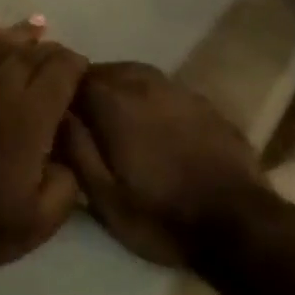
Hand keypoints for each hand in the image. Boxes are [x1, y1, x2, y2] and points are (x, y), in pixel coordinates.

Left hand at [0, 20, 88, 292]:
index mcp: (29, 115)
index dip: (76, 66)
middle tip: (62, 53)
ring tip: (38, 25)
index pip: (61, 73)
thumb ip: (65, 187)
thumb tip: (71, 159)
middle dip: (52, 50)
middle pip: (32, 54)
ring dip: (22, 34)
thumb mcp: (34, 224)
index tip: (83, 70)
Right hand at [64, 61, 265, 266]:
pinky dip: (149, 97)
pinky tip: (153, 123)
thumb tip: (57, 112)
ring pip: (136, 74)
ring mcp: (178, 90)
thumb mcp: (104, 197)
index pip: (74, 76)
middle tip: (82, 115)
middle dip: (89, 87)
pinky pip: (164, 88)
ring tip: (115, 116)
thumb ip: (75, 149)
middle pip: (105, 70)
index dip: (61, 90)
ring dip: (119, 88)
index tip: (54, 109)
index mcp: (114, 103)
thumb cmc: (162, 215)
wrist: (240, 224)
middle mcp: (144, 84)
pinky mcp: (204, 103)